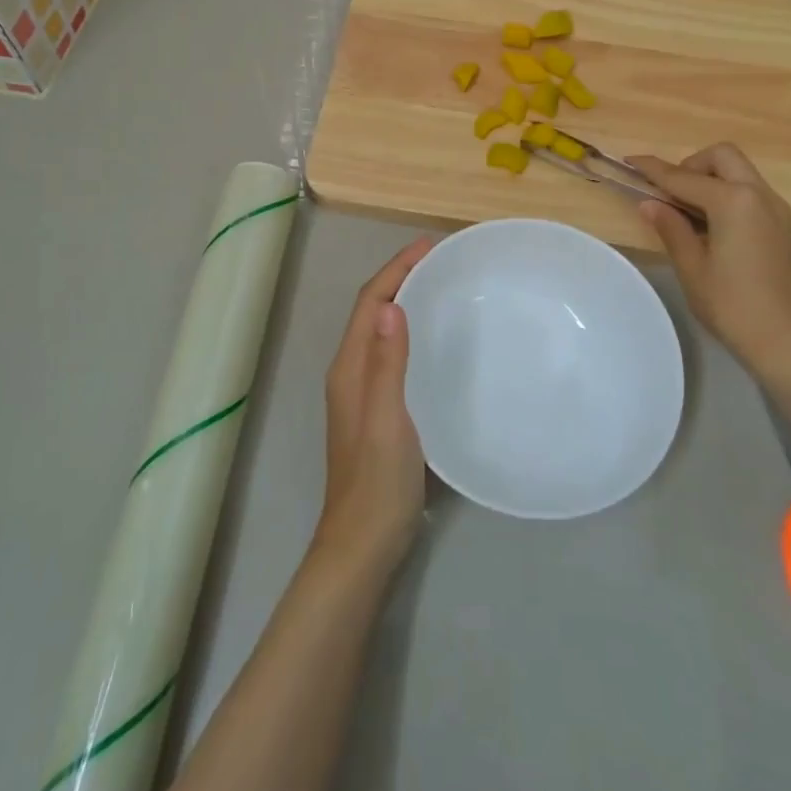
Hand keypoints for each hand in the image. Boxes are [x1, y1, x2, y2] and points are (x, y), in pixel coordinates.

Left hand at [312, 238, 432, 577]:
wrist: (364, 544)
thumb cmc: (378, 480)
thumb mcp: (387, 418)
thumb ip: (386, 362)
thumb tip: (389, 304)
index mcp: (349, 368)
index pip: (368, 302)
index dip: (395, 270)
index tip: (428, 247)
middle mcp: (351, 373)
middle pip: (372, 311)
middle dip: (400, 279)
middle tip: (440, 262)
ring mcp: (362, 394)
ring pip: (381, 332)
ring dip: (405, 304)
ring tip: (441, 289)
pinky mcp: (378, 412)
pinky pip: (392, 355)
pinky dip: (410, 334)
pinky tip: (436, 344)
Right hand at [629, 144, 790, 375]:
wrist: (785, 342)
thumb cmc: (731, 305)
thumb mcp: (691, 267)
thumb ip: (670, 227)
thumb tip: (649, 203)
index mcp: (734, 202)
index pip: (684, 177)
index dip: (654, 169)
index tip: (630, 160)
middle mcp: (760, 195)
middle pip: (723, 156)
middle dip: (692, 165)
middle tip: (672, 193)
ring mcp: (778, 209)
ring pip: (741, 172)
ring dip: (712, 178)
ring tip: (689, 211)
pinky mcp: (785, 226)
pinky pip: (753, 192)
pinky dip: (730, 194)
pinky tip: (715, 226)